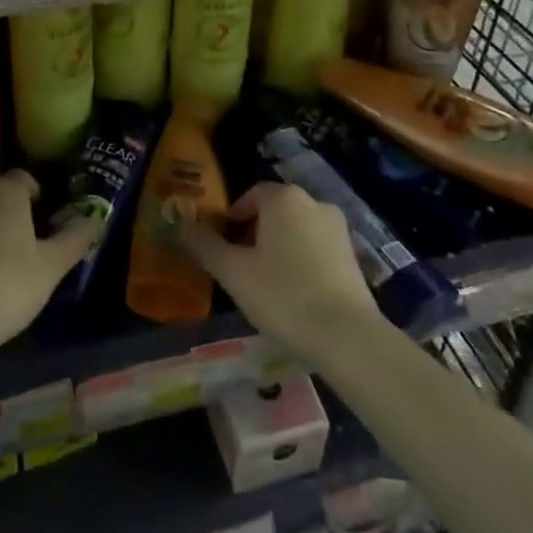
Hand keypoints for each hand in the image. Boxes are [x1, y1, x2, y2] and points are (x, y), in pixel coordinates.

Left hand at [0, 171, 98, 377]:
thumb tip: (96, 219)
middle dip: (14, 209)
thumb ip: (76, 237)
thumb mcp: (52, 266)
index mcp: (6, 190)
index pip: (26, 178)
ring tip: (6, 256)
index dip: (40, 197)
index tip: (49, 222)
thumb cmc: (8, 285)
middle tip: (31, 240)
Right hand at [176, 182, 382, 364]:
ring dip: (278, 247)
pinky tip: (294, 293)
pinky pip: (315, 247)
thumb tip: (180, 224)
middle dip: (254, 234)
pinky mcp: (352, 254)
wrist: (347, 336)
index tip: (222, 249)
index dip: (231, 220)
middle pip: (273, 211)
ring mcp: (337, 227)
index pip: (249, 196)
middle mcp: (313, 201)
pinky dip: (301, 260)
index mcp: (283, 198)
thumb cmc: (283, 296)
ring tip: (265, 284)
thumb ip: (204, 245)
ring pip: (295, 229)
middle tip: (240, 268)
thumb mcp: (234, 272)